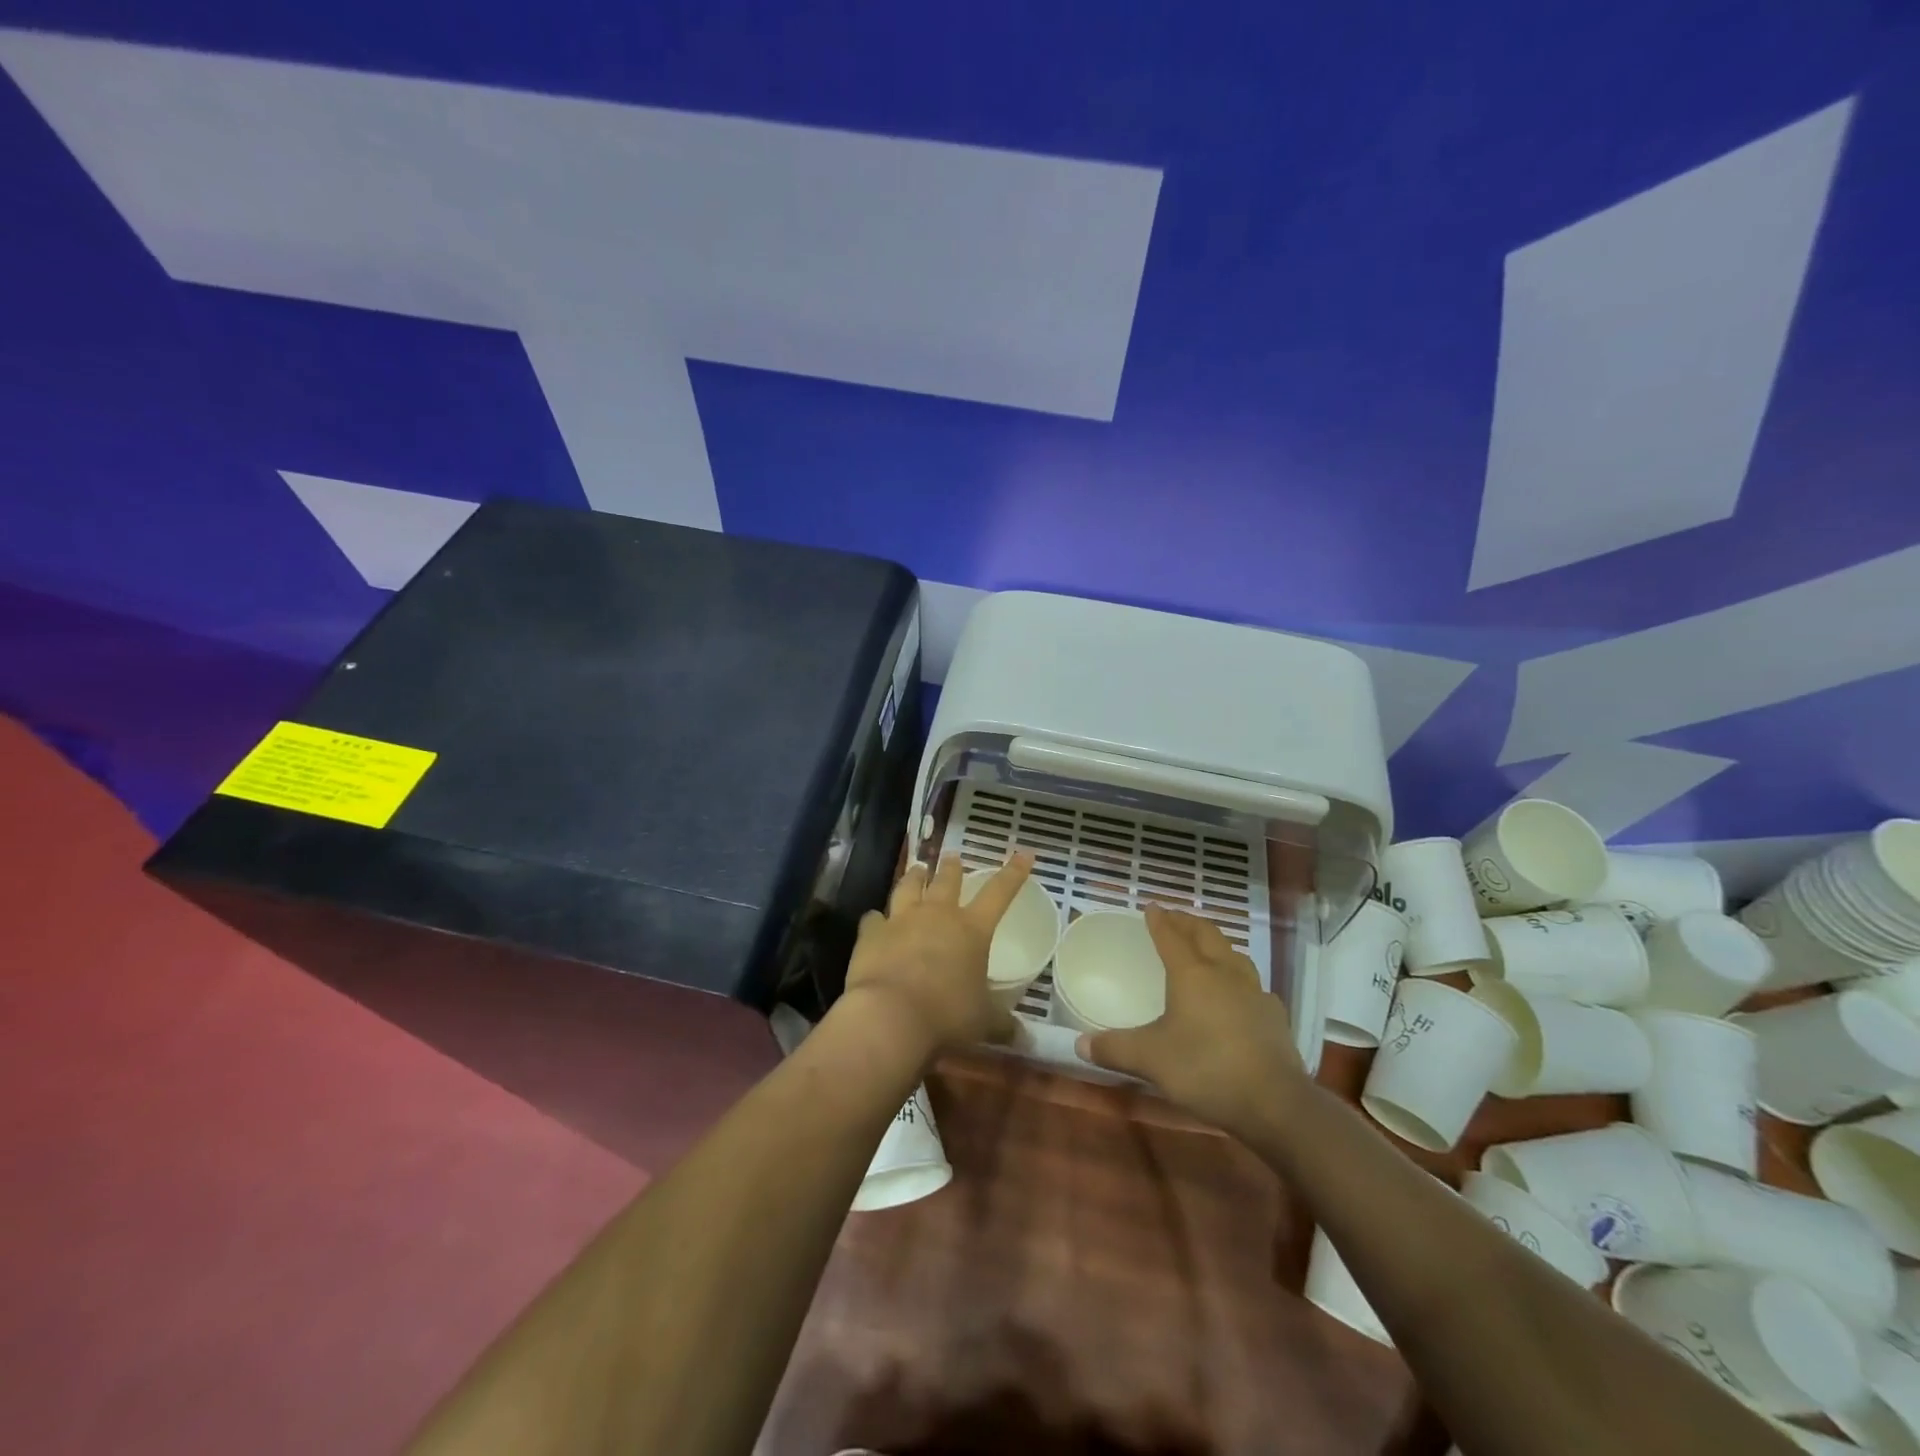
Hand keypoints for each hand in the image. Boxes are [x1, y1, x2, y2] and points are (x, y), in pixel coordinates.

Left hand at [841, 853, 1034, 1054]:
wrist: (890, 1016)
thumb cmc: (947, 1016)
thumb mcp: (983, 1023)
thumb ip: (1003, 1025)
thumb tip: (1026, 1039)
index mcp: (972, 929)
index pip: (1000, 892)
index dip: (1014, 872)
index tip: (1024, 853)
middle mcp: (938, 915)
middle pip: (947, 880)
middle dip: (952, 867)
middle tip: (952, 857)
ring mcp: (902, 919)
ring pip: (909, 887)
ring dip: (914, 877)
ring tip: (917, 869)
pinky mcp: (871, 933)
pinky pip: (873, 918)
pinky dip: (876, 919)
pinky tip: (874, 920)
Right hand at [1078, 905, 1307, 1138]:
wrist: (1275, 1103)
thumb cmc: (1206, 1069)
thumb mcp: (1151, 1060)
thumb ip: (1114, 1048)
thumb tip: (1079, 1045)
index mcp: (1192, 974)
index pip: (1171, 937)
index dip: (1159, 920)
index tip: (1151, 907)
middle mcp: (1224, 973)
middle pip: (1206, 935)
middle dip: (1188, 922)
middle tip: (1174, 917)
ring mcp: (1254, 992)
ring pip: (1233, 954)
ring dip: (1216, 944)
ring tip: (1205, 946)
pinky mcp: (1273, 1016)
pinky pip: (1252, 984)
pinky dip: (1238, 977)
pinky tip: (1237, 992)